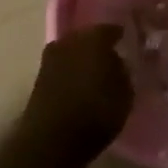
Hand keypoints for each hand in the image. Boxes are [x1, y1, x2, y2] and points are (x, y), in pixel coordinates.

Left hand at [21, 25, 132, 163]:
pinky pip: (62, 66)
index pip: (110, 29)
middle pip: (88, 37)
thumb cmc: (95, 113)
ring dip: (82, 59)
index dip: (120, 36)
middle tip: (112, 58)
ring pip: (72, 50)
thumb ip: (123, 72)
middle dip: (99, 45)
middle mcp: (70, 39)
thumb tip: (118, 61)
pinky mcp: (40, 75)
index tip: (128, 43)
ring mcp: (51, 56)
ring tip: (95, 73)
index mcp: (94, 38)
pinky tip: (79, 84)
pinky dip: (71, 72)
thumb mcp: (124, 95)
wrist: (51, 138)